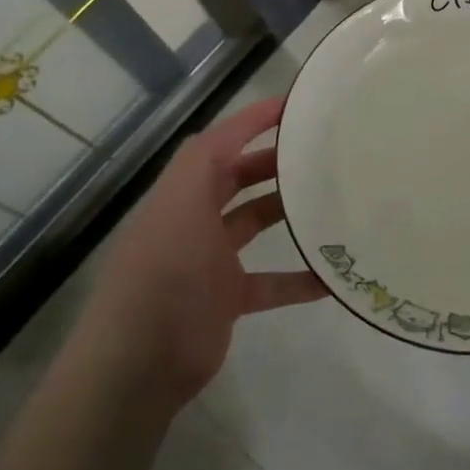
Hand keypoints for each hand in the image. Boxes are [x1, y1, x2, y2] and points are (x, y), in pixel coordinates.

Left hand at [81, 97, 325, 405]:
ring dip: (286, 213)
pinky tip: (331, 277)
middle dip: (273, 162)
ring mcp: (209, 260)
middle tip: (319, 154)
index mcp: (181, 193)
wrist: (139, 362)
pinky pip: (269, 282)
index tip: (294, 107)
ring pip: (253, 224)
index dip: (252, 120)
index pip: (219, 143)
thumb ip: (205, 162)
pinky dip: (297, 279)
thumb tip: (238, 125)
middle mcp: (193, 219)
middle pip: (237, 179)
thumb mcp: (181, 205)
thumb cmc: (165, 273)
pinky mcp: (225, 298)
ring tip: (329, 201)